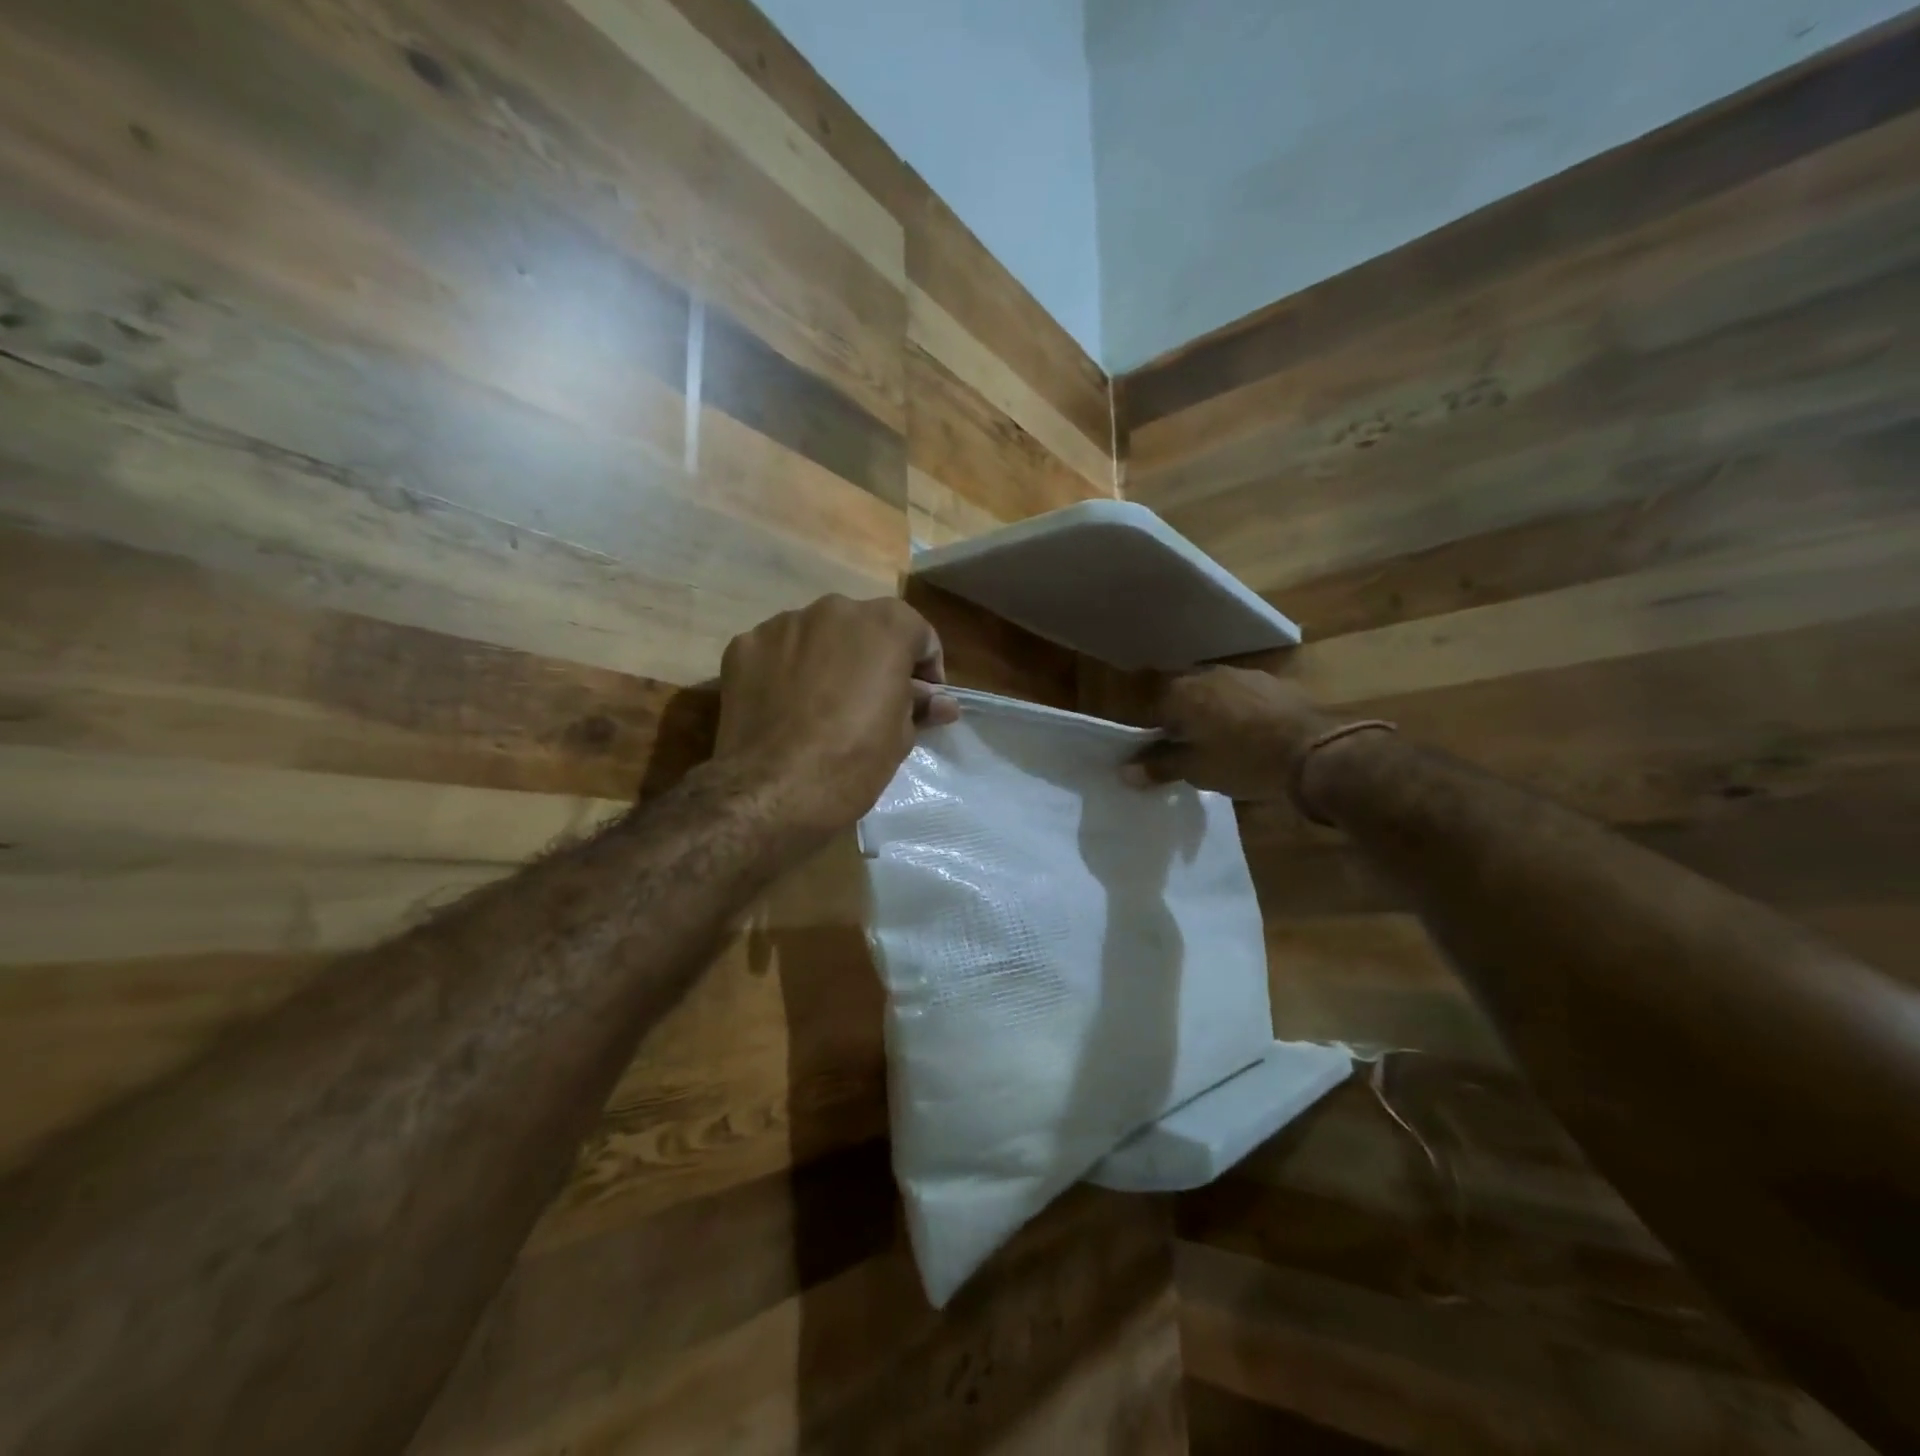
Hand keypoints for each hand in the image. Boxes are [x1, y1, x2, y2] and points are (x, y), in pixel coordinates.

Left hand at [714, 595, 958, 835]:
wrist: (770, 791)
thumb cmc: (852, 762)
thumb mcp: (901, 738)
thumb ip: (919, 706)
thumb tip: (940, 702)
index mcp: (884, 626)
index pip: (918, 634)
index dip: (925, 669)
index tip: (921, 701)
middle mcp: (834, 610)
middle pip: (864, 628)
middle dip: (873, 659)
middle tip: (871, 703)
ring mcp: (782, 624)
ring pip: (817, 636)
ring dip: (827, 660)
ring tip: (821, 706)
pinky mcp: (742, 646)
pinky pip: (776, 652)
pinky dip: (785, 671)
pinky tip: (784, 708)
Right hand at [1125, 666, 1338, 801]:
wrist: (1316, 750)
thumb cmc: (1243, 760)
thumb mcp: (1196, 770)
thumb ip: (1159, 767)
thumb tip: (1124, 771)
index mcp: (1182, 693)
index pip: (1152, 709)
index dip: (1154, 734)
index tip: (1161, 756)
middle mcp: (1208, 675)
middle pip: (1184, 697)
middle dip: (1183, 721)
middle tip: (1190, 751)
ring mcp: (1243, 675)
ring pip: (1215, 695)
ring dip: (1213, 715)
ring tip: (1222, 744)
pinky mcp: (1274, 683)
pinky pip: (1244, 697)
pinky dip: (1241, 713)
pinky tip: (1252, 735)